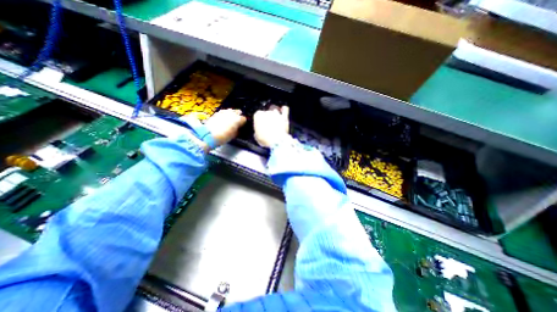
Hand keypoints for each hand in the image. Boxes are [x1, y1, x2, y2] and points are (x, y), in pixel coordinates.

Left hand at [203, 108, 245, 149]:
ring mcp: (224, 112)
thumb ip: (237, 130)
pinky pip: (224, 112)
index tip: (241, 126)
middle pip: (238, 112)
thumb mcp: (233, 135)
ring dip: (231, 114)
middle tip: (236, 122)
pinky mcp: (217, 112)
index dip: (243, 123)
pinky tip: (223, 119)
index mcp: (238, 119)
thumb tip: (238, 128)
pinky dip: (225, 115)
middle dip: (238, 116)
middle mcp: (232, 113)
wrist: (208, 135)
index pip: (244, 119)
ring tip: (230, 120)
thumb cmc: (223, 137)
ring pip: (231, 110)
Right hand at [252, 105, 286, 147]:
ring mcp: (276, 113)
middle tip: (268, 125)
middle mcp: (267, 112)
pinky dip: (284, 109)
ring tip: (275, 120)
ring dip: (274, 114)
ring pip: (274, 109)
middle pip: (266, 112)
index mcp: (258, 115)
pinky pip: (285, 109)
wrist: (277, 142)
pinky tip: (283, 111)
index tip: (260, 126)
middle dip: (267, 118)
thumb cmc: (266, 140)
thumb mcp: (257, 137)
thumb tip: (258, 133)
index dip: (259, 121)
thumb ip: (257, 131)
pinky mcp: (284, 117)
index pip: (257, 115)